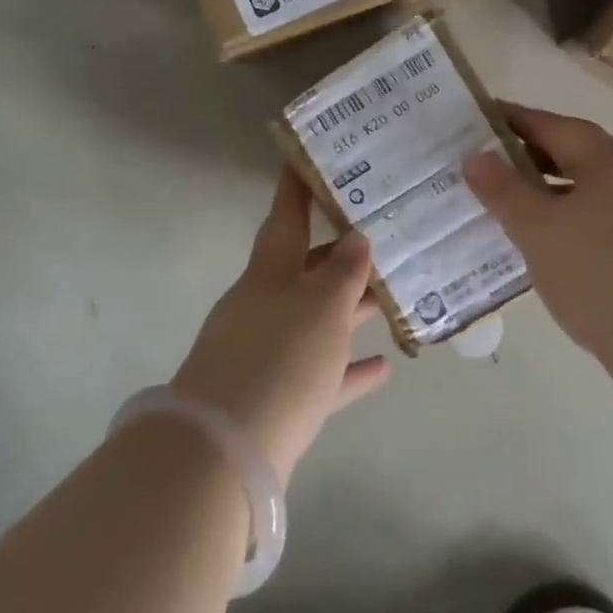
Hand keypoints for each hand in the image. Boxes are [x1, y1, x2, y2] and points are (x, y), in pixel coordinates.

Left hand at [172, 167, 390, 486]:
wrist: (222, 455)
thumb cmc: (279, 361)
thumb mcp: (321, 309)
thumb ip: (343, 273)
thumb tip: (356, 238)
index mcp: (269, 274)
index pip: (285, 217)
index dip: (296, 187)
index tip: (305, 156)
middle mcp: (263, 306)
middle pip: (303, 269)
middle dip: (338, 254)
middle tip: (378, 234)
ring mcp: (265, 353)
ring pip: (315, 320)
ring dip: (349, 311)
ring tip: (390, 297)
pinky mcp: (274, 400)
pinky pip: (319, 375)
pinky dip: (347, 369)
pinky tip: (382, 367)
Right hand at [464, 105, 612, 356]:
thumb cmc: (599, 270)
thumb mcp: (537, 228)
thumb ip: (503, 190)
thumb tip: (476, 157)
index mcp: (610, 160)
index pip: (556, 126)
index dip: (518, 120)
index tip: (485, 119)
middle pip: (579, 157)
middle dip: (535, 159)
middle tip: (493, 167)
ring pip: (594, 194)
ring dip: (556, 196)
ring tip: (517, 212)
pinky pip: (608, 225)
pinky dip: (576, 226)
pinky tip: (556, 252)